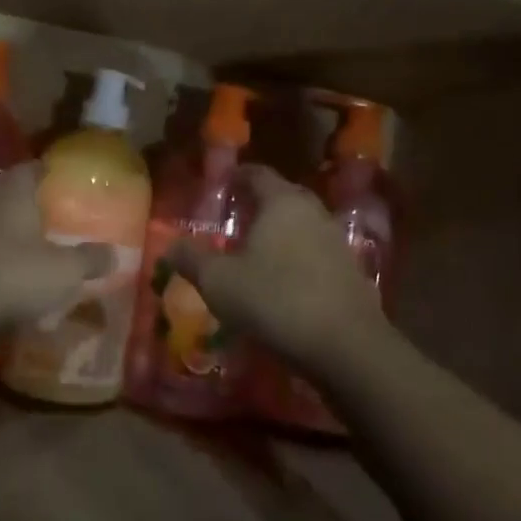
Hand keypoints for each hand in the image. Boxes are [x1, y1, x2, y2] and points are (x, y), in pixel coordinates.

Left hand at [0, 162, 113, 331]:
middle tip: (55, 218)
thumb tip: (114, 253)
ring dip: (9, 231)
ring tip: (32, 248)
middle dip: (31, 204)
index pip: (35, 167)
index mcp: (12, 189)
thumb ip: (90, 259)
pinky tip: (5, 276)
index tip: (68, 184)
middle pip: (10, 192)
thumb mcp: (64, 272)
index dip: (52, 174)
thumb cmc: (11, 276)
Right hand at [167, 166, 397, 384]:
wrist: (346, 346)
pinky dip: (296, 258)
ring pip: (301, 225)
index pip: (257, 174)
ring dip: (279, 233)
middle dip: (258, 204)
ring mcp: (336, 240)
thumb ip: (191, 259)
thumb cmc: (275, 300)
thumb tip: (170, 245)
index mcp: (282, 202)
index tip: (220, 186)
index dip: (236, 177)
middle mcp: (313, 212)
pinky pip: (315, 252)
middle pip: (282, 196)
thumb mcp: (219, 282)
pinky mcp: (350, 270)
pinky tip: (282, 281)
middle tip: (234, 218)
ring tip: (255, 252)